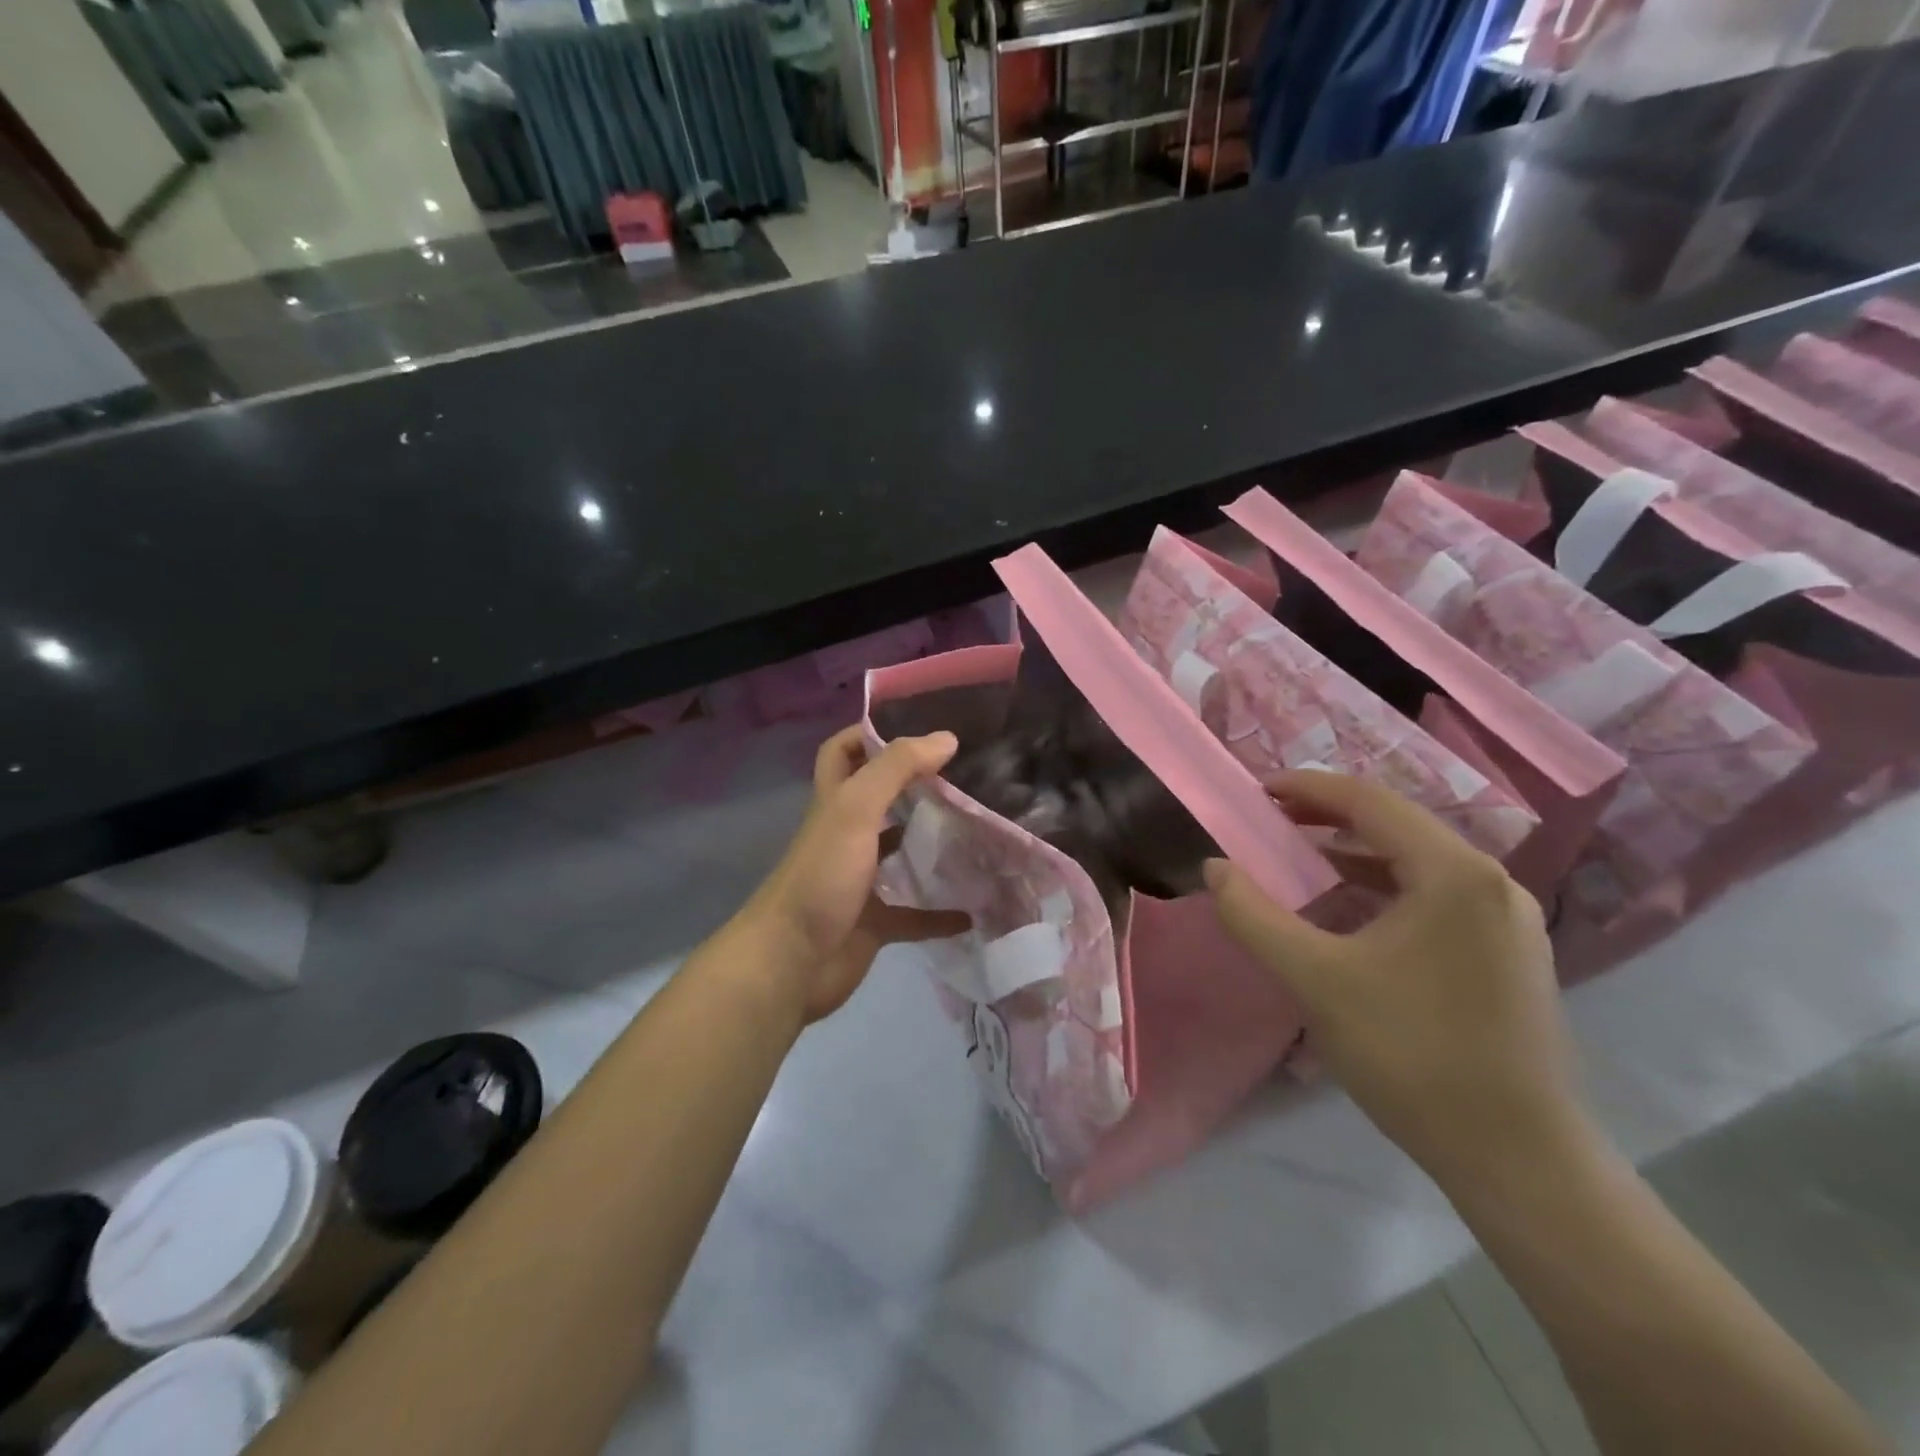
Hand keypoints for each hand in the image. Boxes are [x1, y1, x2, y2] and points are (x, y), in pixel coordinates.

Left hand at [742, 726, 970, 1022]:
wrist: (791, 962)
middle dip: (913, 786)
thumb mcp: (855, 809)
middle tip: (963, 776)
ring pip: (898, 855)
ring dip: (930, 846)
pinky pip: (913, 916)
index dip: (869, 733)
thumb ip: (897, 768)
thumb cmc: (821, 876)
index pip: (842, 752)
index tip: (917, 727)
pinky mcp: (873, 924)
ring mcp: (859, 882)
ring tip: (975, 833)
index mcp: (835, 803)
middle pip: (877, 800)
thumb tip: (945, 737)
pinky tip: (970, 913)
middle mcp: (845, 836)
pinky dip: (939, 914)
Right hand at [1204, 771, 1591, 1188]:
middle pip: (1398, 824)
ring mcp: (1508, 918)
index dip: (1308, 788)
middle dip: (1330, 814)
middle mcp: (1490, 882)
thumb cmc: (1410, 1055)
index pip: (1370, 802)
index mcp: (1453, 873)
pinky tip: (1353, 906)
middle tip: (1273, 816)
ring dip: (1357, 850)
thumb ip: (1254, 916)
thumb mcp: (1314, 979)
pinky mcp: (1510, 952)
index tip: (1259, 789)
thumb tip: (1215, 867)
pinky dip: (1385, 884)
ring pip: (1418, 860)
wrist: (1517, 1158)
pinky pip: (1436, 893)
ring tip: (1303, 854)